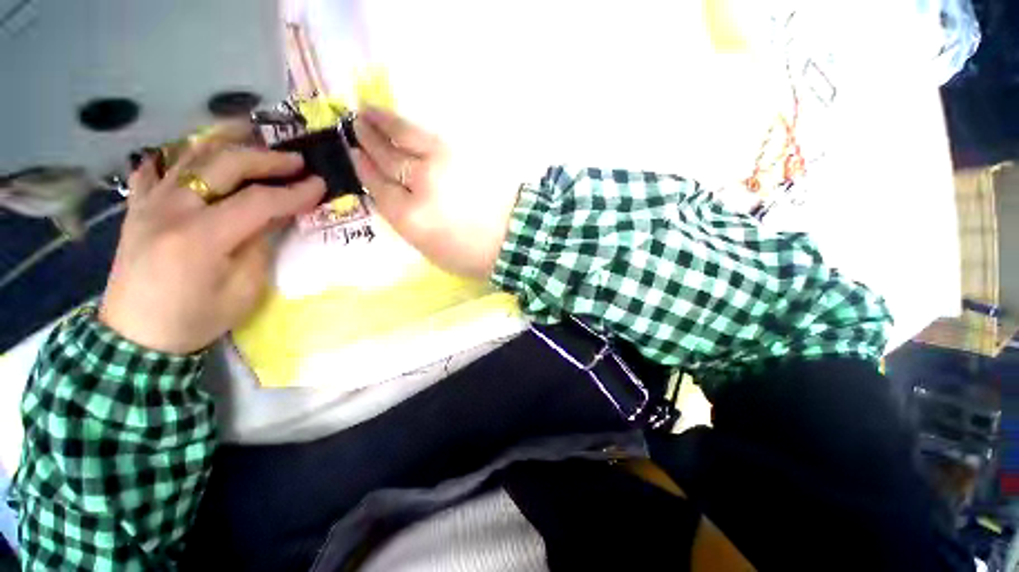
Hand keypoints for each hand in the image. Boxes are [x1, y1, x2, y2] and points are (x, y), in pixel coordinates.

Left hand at [99, 136, 324, 354]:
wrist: (135, 342)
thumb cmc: (186, 326)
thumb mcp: (234, 303)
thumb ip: (257, 256)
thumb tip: (271, 219)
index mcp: (202, 238)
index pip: (256, 202)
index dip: (291, 193)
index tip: (318, 185)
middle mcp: (177, 207)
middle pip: (229, 163)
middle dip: (267, 158)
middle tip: (293, 161)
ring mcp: (153, 200)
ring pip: (194, 152)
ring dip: (227, 139)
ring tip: (250, 132)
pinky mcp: (137, 205)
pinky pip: (152, 168)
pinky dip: (169, 158)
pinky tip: (183, 158)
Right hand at [350, 107, 518, 279]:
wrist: (517, 235)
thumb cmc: (469, 251)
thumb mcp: (424, 245)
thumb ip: (401, 213)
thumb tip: (385, 186)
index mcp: (410, 215)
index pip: (377, 184)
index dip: (362, 165)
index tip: (353, 152)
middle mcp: (423, 182)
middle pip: (388, 156)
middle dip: (368, 138)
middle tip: (354, 123)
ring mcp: (446, 159)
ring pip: (407, 135)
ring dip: (384, 121)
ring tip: (368, 110)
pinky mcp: (465, 147)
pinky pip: (430, 131)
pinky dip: (411, 123)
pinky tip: (401, 119)